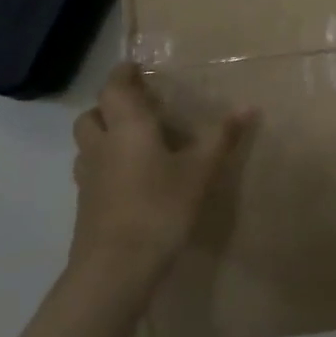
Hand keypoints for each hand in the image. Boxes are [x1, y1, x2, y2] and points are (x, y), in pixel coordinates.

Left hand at [70, 62, 254, 282]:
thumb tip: (249, 106)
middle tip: (138, 108)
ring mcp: (88, 177)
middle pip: (92, 115)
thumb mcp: (200, 171)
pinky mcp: (86, 205)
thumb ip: (222, 137)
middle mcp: (102, 145)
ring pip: (87, 144)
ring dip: (104, 135)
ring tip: (134, 142)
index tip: (136, 68)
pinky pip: (92, 171)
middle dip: (109, 106)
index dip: (122, 75)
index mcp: (127, 128)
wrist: (116, 268)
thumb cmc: (160, 207)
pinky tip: (131, 179)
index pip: (114, 88)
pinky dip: (106, 164)